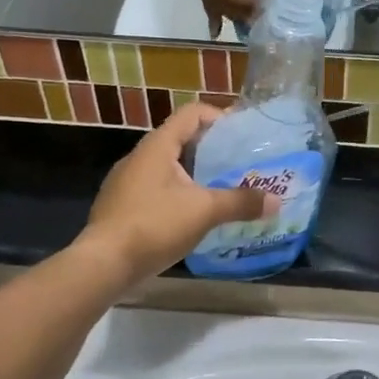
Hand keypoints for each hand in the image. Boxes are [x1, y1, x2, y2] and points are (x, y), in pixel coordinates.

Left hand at [81, 102, 278, 281]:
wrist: (102, 264)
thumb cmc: (154, 225)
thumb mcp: (204, 211)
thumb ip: (240, 202)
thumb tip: (276, 201)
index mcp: (158, 145)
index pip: (192, 113)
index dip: (219, 117)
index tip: (243, 134)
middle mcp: (139, 156)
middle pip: (181, 139)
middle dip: (211, 149)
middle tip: (239, 164)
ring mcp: (126, 182)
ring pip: (168, 167)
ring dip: (194, 173)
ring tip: (221, 189)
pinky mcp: (121, 206)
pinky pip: (156, 189)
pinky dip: (178, 193)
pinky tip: (192, 216)